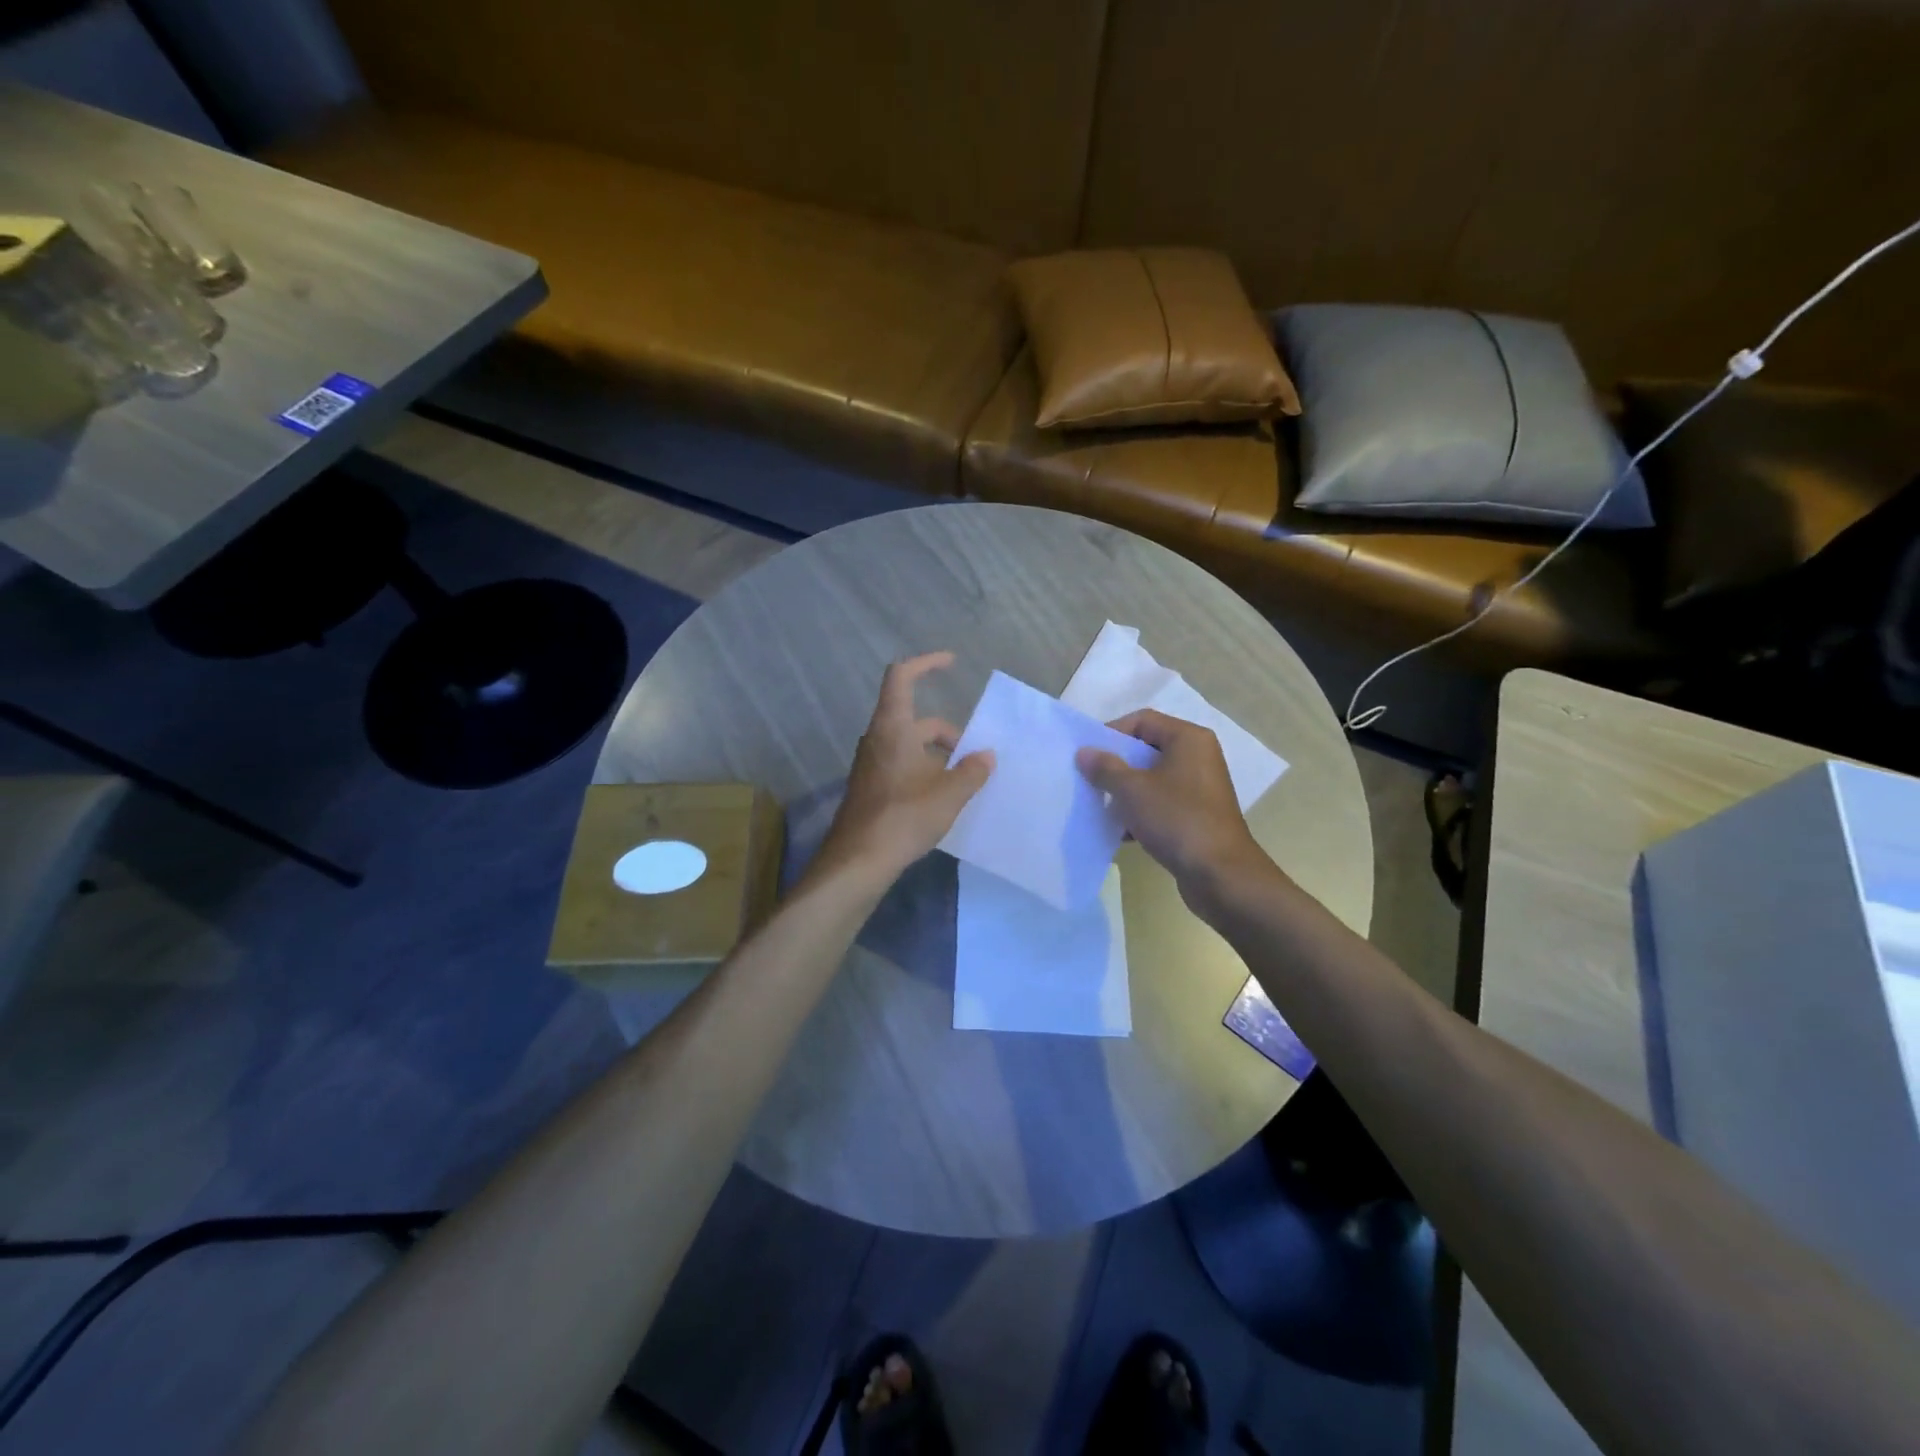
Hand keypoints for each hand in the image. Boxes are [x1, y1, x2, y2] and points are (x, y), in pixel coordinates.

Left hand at [811, 652, 993, 884]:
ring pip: (908, 745)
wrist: (858, 859)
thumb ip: (972, 771)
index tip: (951, 663)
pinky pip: (900, 765)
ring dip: (936, 755)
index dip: (926, 663)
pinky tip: (940, 798)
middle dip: (947, 732)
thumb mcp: (949, 793)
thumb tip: (986, 756)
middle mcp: (877, 739)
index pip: (902, 676)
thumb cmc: (904, 816)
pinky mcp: (869, 787)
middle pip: (915, 719)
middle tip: (974, 756)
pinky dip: (923, 770)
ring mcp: (870, 764)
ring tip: (962, 780)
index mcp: (893, 727)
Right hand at [1075, 709, 1266, 894]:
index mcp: (1188, 739)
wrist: (1220, 875)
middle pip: (1146, 749)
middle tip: (1089, 780)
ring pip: (1152, 779)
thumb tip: (1085, 753)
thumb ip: (1105, 767)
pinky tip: (1121, 832)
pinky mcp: (1197, 815)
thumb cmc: (1177, 819)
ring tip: (1101, 807)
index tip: (1087, 755)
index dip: (1111, 733)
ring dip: (1125, 792)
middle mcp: (1198, 757)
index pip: (1142, 720)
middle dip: (1115, 765)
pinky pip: (1161, 804)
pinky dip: (1141, 812)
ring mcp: (1199, 788)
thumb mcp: (1132, 790)